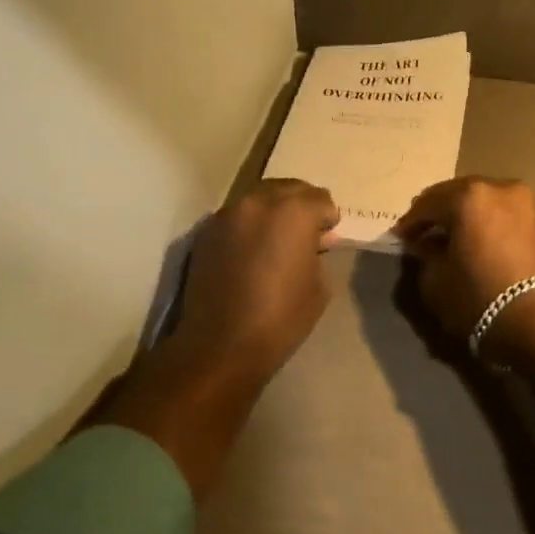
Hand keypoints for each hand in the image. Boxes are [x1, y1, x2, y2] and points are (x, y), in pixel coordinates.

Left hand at [170, 178, 340, 383]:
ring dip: (274, 211)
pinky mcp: (206, 231)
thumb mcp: (319, 287)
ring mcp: (228, 214)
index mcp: (294, 212)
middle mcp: (259, 202)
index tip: (327, 238)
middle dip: (302, 206)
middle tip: (306, 233)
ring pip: (260, 198)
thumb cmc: (281, 318)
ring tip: (277, 240)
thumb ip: (319, 253)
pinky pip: (238, 215)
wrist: (220, 345)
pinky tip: (252, 251)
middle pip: (289, 188)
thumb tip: (315, 241)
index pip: (321, 199)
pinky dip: (250, 224)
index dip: (328, 219)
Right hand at [391, 177, 534, 352]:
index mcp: (469, 196)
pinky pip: (505, 215)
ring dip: (467, 217)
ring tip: (453, 240)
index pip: (428, 203)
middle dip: (440, 213)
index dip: (411, 222)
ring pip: (486, 202)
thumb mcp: (436, 282)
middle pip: (459, 194)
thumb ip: (425, 256)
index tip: (400, 237)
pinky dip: (489, 224)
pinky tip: (480, 244)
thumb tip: (427, 245)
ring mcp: (527, 202)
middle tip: (424, 233)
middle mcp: (500, 188)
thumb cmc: (481, 299)